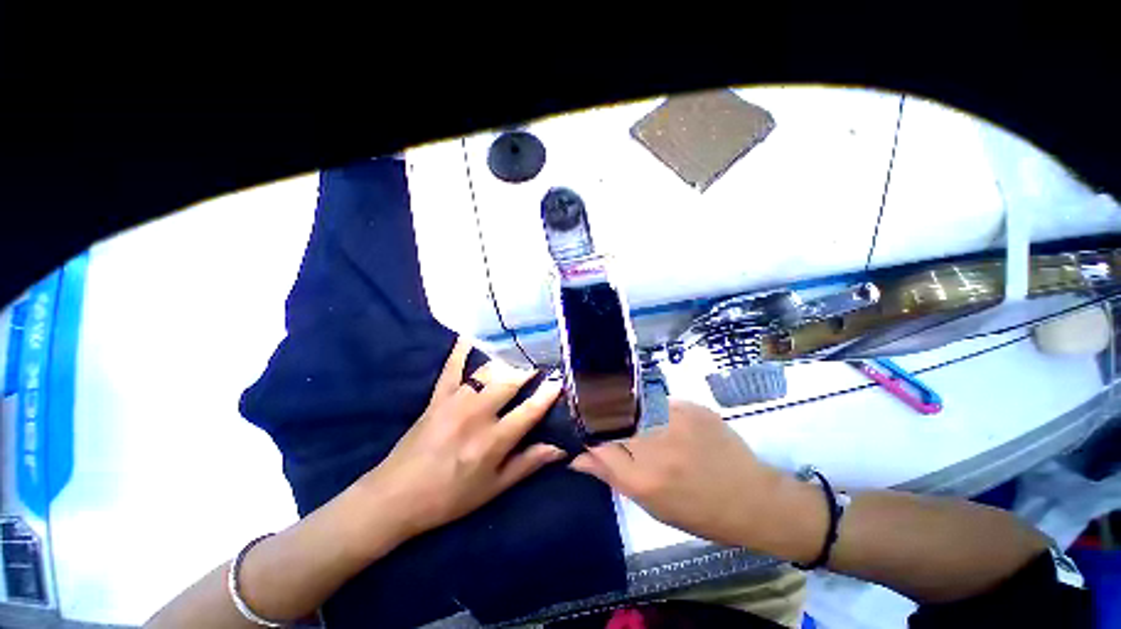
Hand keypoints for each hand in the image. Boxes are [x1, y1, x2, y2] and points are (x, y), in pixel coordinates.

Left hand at [357, 339, 564, 538]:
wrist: (395, 497)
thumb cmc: (450, 496)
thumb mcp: (493, 488)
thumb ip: (528, 464)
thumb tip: (561, 449)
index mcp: (492, 441)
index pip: (529, 411)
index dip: (548, 394)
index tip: (561, 378)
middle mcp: (476, 415)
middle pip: (510, 382)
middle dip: (529, 367)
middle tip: (544, 355)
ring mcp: (455, 401)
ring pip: (487, 371)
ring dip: (507, 358)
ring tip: (522, 346)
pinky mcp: (437, 397)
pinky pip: (451, 367)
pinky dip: (461, 349)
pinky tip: (471, 333)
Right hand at [570, 400, 823, 558]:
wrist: (753, 499)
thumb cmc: (699, 512)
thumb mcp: (651, 504)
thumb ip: (611, 476)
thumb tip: (578, 459)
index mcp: (643, 478)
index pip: (597, 442)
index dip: (587, 433)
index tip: (583, 428)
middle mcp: (656, 445)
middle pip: (611, 416)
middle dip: (601, 415)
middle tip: (601, 416)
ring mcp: (675, 421)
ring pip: (631, 403)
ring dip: (624, 408)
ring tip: (631, 416)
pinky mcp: (691, 407)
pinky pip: (656, 400)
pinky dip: (650, 407)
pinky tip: (661, 418)